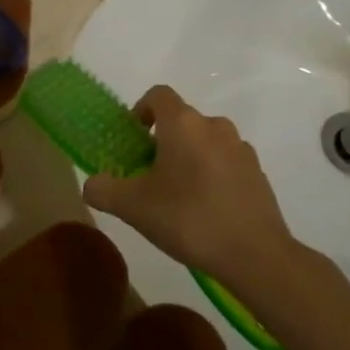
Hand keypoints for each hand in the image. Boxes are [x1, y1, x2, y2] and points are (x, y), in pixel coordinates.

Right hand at [81, 86, 300, 295]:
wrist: (254, 253)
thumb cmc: (188, 219)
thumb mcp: (133, 207)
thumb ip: (104, 190)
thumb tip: (92, 184)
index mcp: (183, 124)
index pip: (158, 95)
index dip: (141, 110)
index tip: (133, 138)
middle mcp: (214, 126)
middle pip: (182, 121)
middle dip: (162, 141)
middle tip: (148, 175)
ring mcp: (240, 148)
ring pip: (205, 141)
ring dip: (189, 157)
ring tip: (177, 194)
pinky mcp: (257, 171)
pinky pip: (225, 162)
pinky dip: (211, 174)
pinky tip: (205, 208)